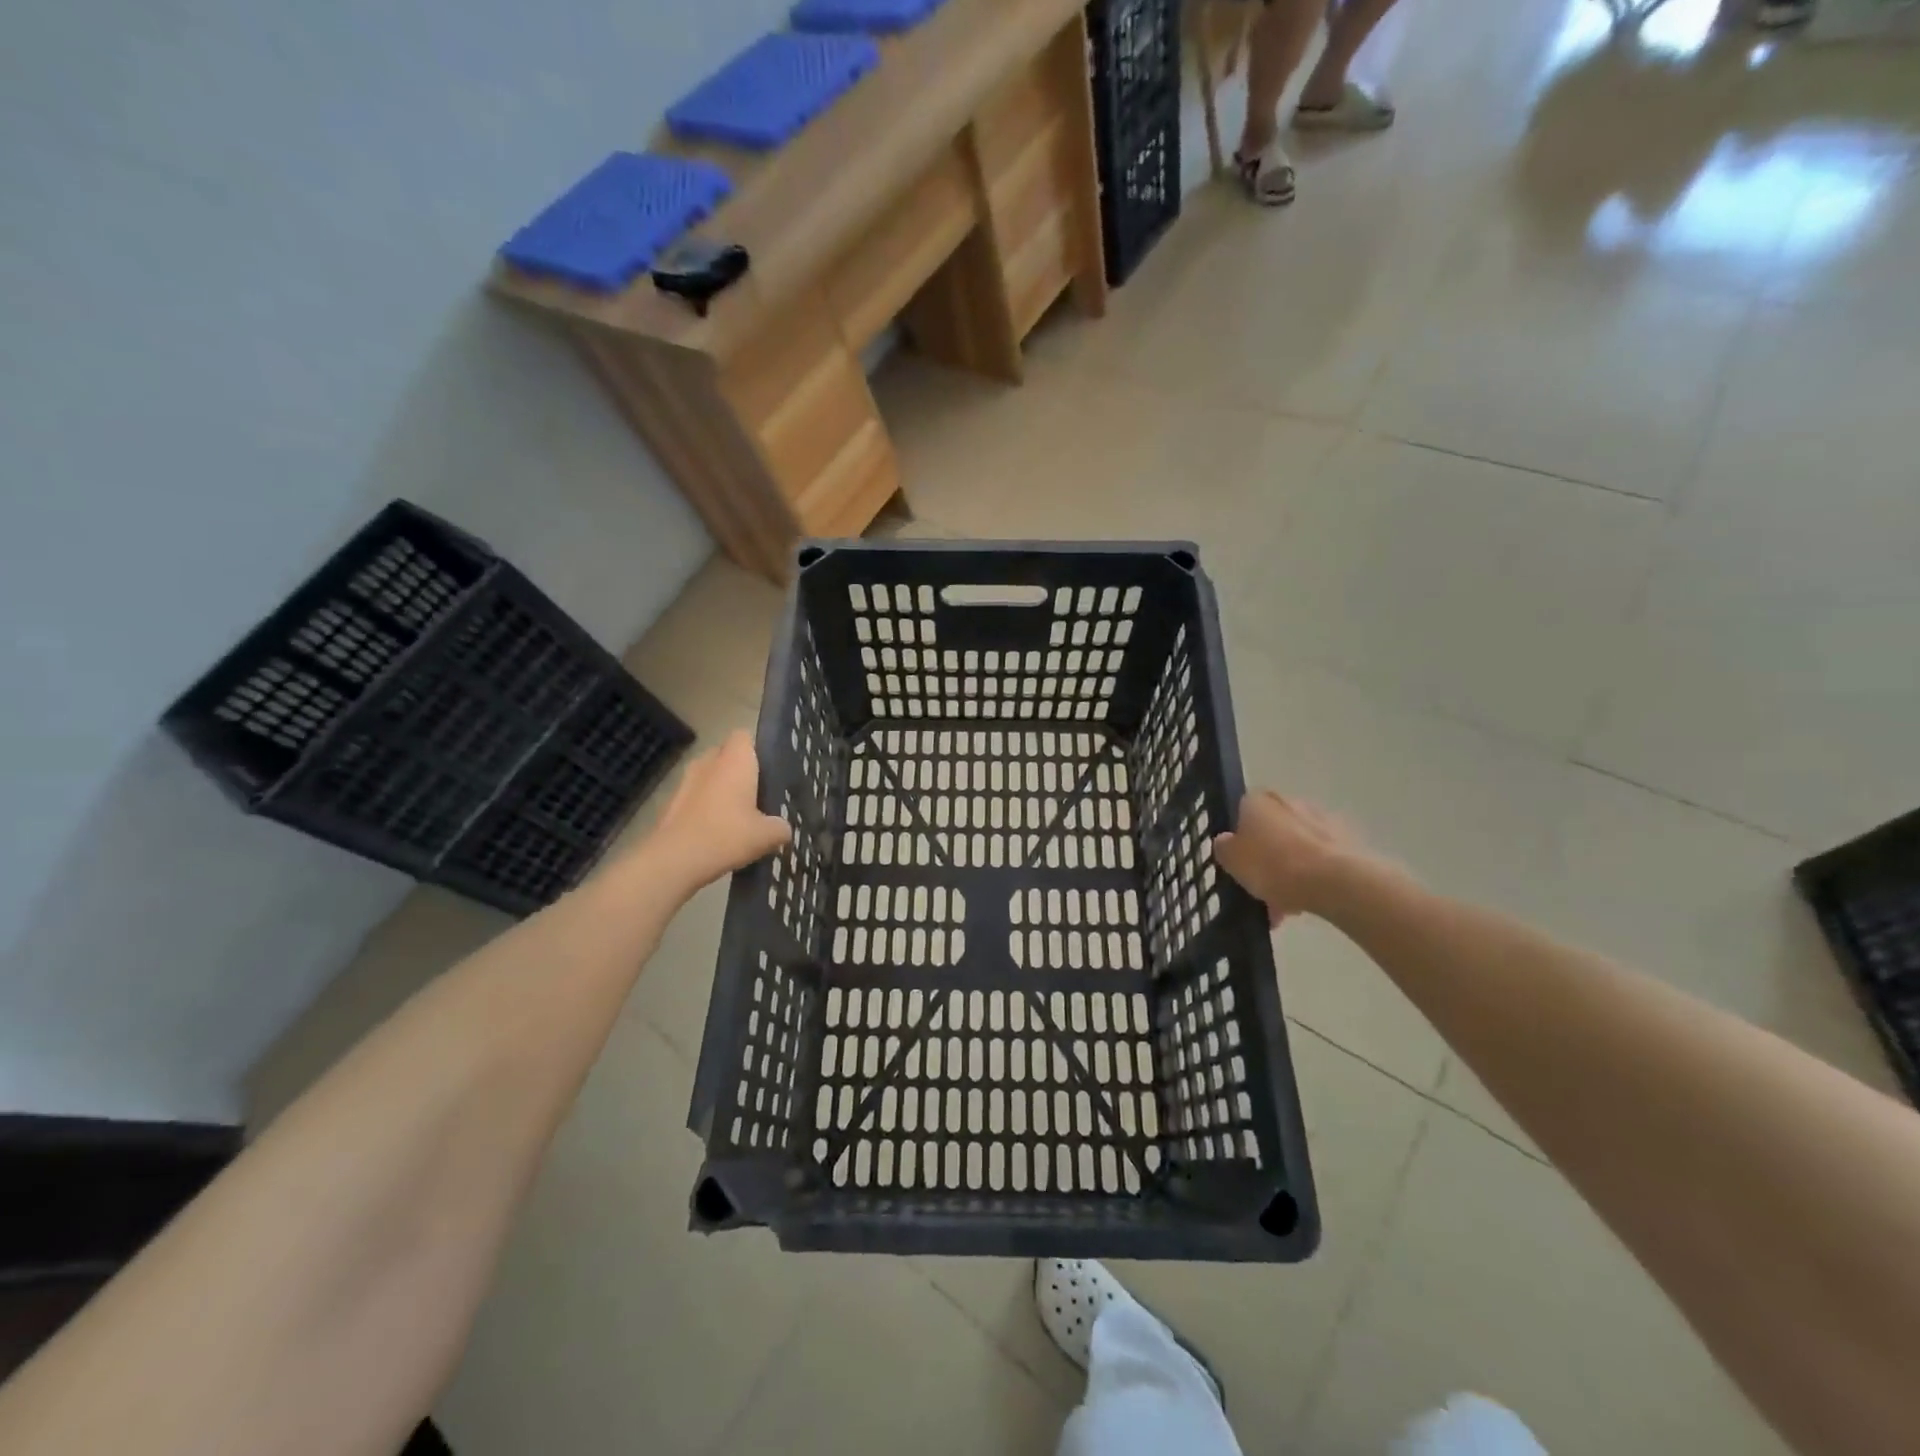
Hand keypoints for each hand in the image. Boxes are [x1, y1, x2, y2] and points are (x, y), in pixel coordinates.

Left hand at [647, 731, 789, 897]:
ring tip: (736, 816)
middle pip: (725, 754)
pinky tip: (715, 832)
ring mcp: (686, 781)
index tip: (768, 770)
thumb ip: (781, 827)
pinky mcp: (671, 802)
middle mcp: (709, 762)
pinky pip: (695, 796)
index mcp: (735, 761)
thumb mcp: (767, 836)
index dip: (756, 749)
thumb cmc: (726, 836)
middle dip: (738, 770)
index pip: (744, 735)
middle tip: (756, 794)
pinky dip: (704, 807)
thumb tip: (783, 828)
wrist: (674, 860)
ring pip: (708, 776)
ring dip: (720, 789)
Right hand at [1214, 791, 1367, 925]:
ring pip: (1296, 848)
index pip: (1241, 812)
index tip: (1239, 862)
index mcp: (1258, 800)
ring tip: (1284, 908)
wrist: (1335, 881)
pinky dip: (1311, 878)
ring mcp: (1321, 820)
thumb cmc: (1273, 865)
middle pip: (1271, 831)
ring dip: (1289, 872)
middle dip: (1266, 858)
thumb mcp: (1231, 860)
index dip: (1239, 838)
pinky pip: (1319, 860)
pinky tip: (1306, 904)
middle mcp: (1289, 801)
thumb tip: (1226, 841)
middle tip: (1260, 888)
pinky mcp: (1347, 841)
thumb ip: (1224, 848)